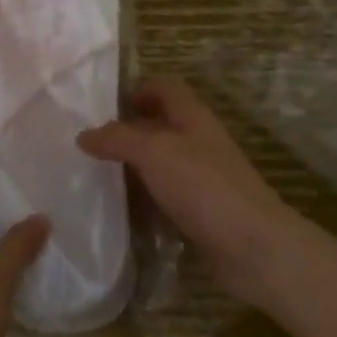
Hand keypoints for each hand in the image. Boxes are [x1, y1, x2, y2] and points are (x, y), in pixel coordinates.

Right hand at [78, 76, 316, 309]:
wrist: (253, 248)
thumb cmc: (203, 186)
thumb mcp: (154, 151)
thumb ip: (117, 139)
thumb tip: (83, 135)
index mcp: (193, 118)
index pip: (165, 88)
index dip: (137, 90)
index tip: (103, 107)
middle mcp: (198, 143)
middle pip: (159, 126)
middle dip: (126, 132)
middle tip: (88, 144)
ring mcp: (201, 179)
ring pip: (160, 164)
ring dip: (132, 168)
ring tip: (94, 176)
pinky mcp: (200, 212)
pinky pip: (164, 197)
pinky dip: (143, 200)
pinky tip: (120, 211)